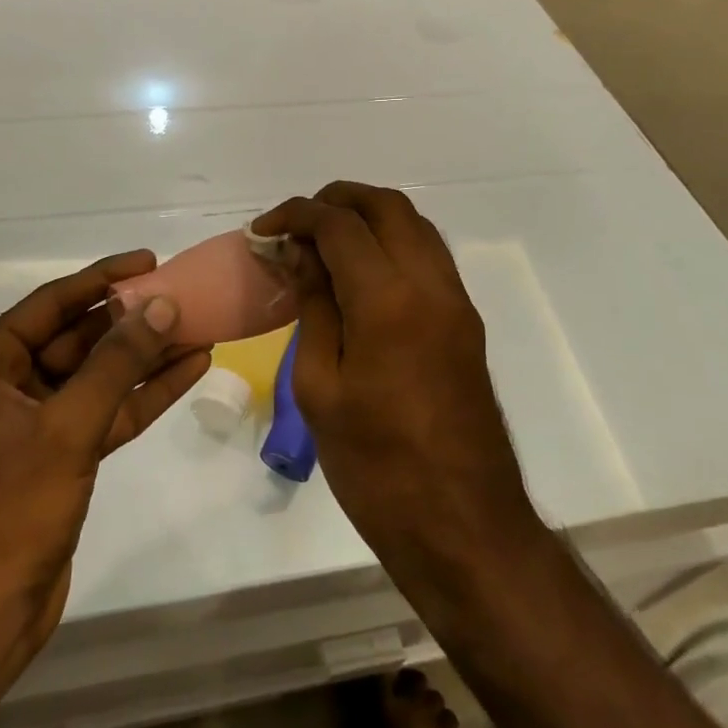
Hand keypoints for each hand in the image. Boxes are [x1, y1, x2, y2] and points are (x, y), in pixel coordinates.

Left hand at [0, 252, 211, 691]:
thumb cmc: (8, 512)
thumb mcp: (67, 428)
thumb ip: (117, 364)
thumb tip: (162, 306)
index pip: (51, 304)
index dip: (102, 279)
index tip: (149, 261)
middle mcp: (5, 385)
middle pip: (77, 338)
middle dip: (131, 321)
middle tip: (183, 296)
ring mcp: (33, 422)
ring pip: (97, 376)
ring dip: (144, 357)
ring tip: (198, 327)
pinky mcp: (58, 454)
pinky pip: (104, 411)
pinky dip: (141, 395)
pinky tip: (187, 371)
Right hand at [252, 184, 533, 566]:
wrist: (463, 526)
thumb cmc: (376, 466)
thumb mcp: (320, 387)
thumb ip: (313, 306)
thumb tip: (299, 254)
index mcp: (389, 300)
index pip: (340, 224)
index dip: (295, 215)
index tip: (262, 231)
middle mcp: (431, 285)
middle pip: (387, 206)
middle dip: (336, 200)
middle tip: (295, 226)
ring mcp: (456, 302)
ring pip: (414, 225)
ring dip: (368, 217)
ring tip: (323, 244)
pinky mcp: (466, 322)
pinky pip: (428, 256)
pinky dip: (391, 243)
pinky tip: (359, 275)